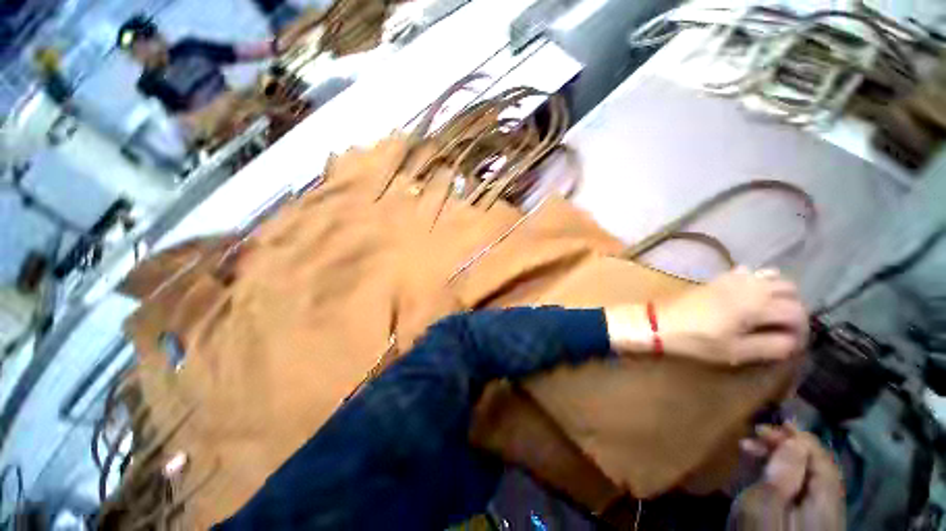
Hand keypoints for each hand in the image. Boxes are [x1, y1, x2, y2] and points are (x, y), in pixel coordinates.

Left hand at [605, 267, 807, 364]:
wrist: (659, 322)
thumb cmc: (696, 340)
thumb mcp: (736, 351)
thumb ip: (771, 346)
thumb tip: (794, 341)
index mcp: (757, 304)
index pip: (796, 312)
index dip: (801, 329)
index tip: (793, 343)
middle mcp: (750, 285)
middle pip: (790, 289)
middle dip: (794, 308)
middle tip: (784, 328)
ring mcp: (732, 278)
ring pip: (772, 277)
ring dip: (779, 293)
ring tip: (771, 314)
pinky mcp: (718, 278)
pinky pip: (749, 272)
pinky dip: (759, 282)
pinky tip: (751, 298)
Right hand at [733, 425, 844, 530]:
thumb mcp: (765, 506)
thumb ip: (783, 474)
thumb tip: (794, 441)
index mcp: (825, 499)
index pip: (820, 457)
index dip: (798, 436)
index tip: (770, 422)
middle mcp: (828, 506)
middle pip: (814, 467)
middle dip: (784, 446)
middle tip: (752, 435)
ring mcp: (817, 518)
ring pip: (804, 478)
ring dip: (778, 459)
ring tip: (750, 449)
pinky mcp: (803, 525)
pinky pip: (796, 491)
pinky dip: (778, 476)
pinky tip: (760, 474)